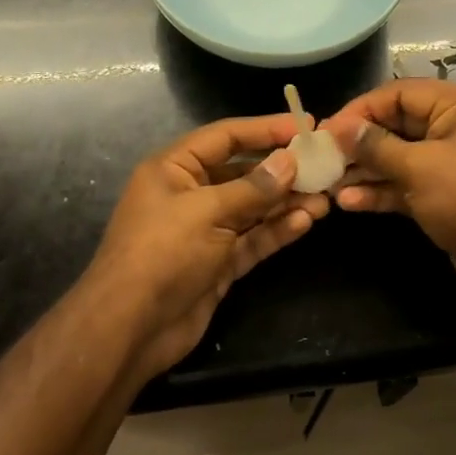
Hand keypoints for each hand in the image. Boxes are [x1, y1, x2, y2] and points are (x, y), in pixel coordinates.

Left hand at [86, 114, 329, 380]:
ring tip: (325, 198)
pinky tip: (305, 222)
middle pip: (244, 172)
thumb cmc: (162, 253)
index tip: (306, 125)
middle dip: (283, 170)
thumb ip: (253, 187)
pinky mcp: (219, 263)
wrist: (130, 329)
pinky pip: (253, 239)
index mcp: (175, 168)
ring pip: (254, 208)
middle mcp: (191, 194)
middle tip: (325, 166)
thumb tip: (290, 161)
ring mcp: (206, 230)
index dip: (266, 128)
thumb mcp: (207, 212)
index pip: (226, 137)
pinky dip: (277, 230)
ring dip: (287, 202)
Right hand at [325, 79, 455, 296]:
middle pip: (396, 125)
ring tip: (328, 183)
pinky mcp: (443, 194)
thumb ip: (377, 146)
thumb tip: (341, 129)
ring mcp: (449, 163)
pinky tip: (349, 203)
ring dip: (365, 170)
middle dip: (360, 143)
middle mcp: (454, 127)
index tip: (327, 129)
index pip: (400, 94)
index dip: (361, 109)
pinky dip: (381, 191)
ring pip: (398, 157)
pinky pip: (405, 184)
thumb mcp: (420, 167)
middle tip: (322, 157)